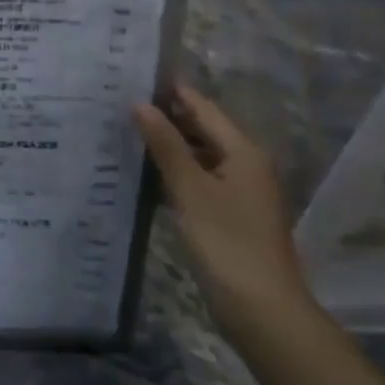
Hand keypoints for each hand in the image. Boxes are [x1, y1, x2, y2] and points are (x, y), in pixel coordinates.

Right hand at [134, 83, 311, 332]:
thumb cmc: (226, 241)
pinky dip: (176, 172)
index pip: (203, 108)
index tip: (136, 75)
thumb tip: (141, 103)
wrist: (261, 309)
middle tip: (123, 103)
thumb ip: (165, 145)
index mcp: (244, 152)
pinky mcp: (231, 216)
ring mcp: (241, 192)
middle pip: (204, 130)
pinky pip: (200, 180)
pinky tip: (147, 172)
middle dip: (168, 117)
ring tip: (127, 131)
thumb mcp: (190, 189)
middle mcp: (247, 165)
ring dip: (170, 145)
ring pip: (201, 156)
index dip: (172, 92)